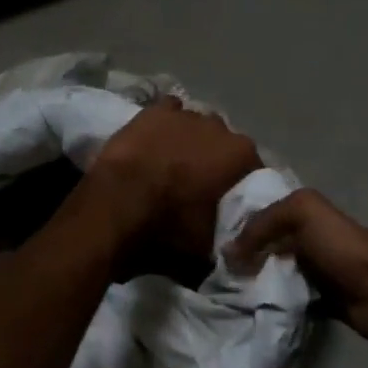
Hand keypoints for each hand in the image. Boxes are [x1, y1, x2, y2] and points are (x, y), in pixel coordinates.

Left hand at [90, 97, 262, 265]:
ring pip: (196, 126)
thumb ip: (225, 246)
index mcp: (241, 156)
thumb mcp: (205, 252)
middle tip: (197, 187)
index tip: (227, 204)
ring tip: (172, 165)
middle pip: (223, 145)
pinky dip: (166, 125)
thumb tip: (234, 256)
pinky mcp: (152, 111)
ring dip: (189, 142)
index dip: (239, 187)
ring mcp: (184, 115)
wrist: (115, 208)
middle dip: (214, 161)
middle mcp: (220, 127)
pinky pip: (168, 112)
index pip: (252, 170)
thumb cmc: (168, 229)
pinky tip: (156, 140)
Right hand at [227, 188, 367, 346]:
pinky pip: (291, 300)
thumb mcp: (302, 214)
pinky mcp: (323, 301)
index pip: (267, 215)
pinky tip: (254, 309)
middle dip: (247, 257)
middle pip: (271, 246)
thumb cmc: (342, 246)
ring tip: (229, 292)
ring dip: (259, 283)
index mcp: (309, 214)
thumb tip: (229, 250)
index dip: (242, 226)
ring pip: (278, 274)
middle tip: (218, 272)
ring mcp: (318, 272)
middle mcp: (312, 240)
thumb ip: (263, 223)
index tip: (214, 243)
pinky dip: (276, 304)